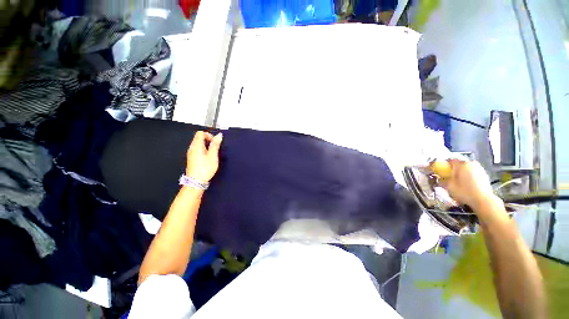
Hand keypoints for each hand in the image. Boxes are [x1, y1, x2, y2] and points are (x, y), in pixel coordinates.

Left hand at [185, 131, 222, 182]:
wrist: (196, 181)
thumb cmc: (205, 168)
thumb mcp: (213, 156)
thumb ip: (215, 145)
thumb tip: (219, 135)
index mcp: (196, 146)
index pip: (200, 133)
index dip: (209, 135)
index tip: (215, 142)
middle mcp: (192, 148)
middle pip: (199, 138)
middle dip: (208, 140)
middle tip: (215, 148)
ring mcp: (191, 153)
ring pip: (198, 144)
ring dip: (207, 146)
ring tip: (212, 154)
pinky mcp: (191, 158)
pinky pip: (197, 149)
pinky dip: (204, 150)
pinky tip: (208, 158)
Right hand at [439, 159, 496, 209]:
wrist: (483, 200)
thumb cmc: (464, 192)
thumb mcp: (448, 186)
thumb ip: (441, 180)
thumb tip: (438, 177)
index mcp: (461, 164)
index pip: (449, 160)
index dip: (443, 165)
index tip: (440, 171)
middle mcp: (471, 163)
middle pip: (458, 163)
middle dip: (453, 169)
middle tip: (448, 177)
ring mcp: (479, 168)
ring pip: (466, 168)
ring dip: (461, 172)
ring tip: (458, 181)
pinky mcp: (484, 174)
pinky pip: (472, 172)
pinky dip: (468, 175)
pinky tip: (466, 184)